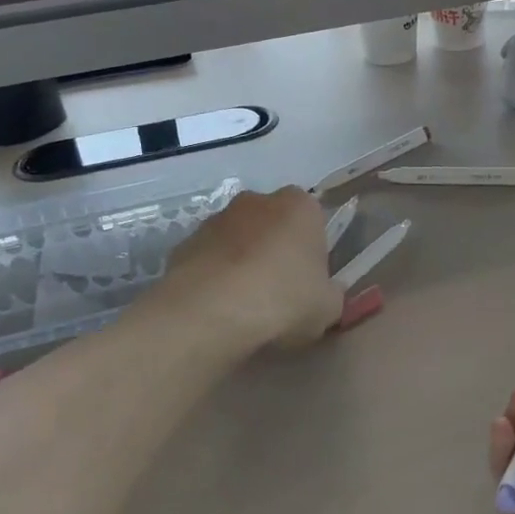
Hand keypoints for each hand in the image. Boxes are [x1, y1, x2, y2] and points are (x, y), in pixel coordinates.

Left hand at [163, 187, 344, 351]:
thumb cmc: (283, 300)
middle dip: (276, 248)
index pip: (313, 219)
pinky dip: (214, 276)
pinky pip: (209, 258)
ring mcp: (216, 219)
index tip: (310, 278)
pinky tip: (217, 307)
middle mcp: (258, 201)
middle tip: (280, 290)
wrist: (211, 312)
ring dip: (242, 260)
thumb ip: (330, 293)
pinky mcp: (184, 243)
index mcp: (300, 206)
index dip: (312, 249)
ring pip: (238, 238)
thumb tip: (325, 293)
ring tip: (244, 303)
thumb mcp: (329, 307)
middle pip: (273, 223)